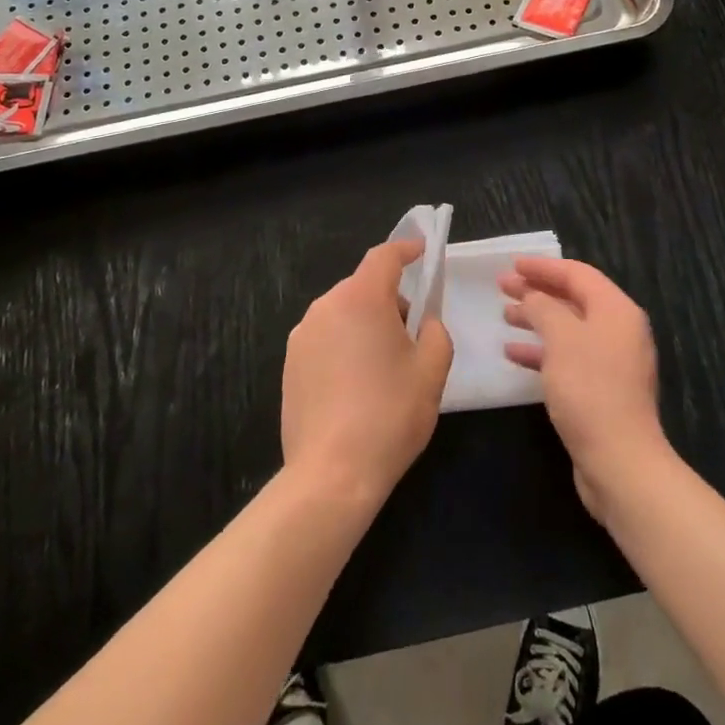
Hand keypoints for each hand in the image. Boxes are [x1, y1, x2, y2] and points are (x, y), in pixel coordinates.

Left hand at [282, 240, 453, 508]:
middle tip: (412, 333)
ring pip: (342, 314)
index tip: (421, 251)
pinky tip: (356, 387)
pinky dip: (344, 347)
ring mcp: (302, 336)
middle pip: (363, 287)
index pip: (384, 257)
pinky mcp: (289, 364)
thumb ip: (436, 332)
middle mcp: (326, 307)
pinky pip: (325, 339)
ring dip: (365, 325)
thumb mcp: (432, 370)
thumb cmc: (390, 415)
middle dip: (389, 299)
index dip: (405, 250)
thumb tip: (424, 322)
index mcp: (361, 299)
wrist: (332, 474)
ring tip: (384, 367)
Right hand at [500, 257, 670, 523]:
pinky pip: (567, 357)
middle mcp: (618, 331)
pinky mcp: (601, 390)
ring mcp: (611, 362)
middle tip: (502, 287)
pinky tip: (513, 354)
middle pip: (573, 299)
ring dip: (536, 319)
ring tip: (505, 316)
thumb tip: (534, 296)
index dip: (543, 266)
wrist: (620, 462)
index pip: (578, 274)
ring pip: (568, 328)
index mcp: (616, 310)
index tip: (512, 265)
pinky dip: (542, 351)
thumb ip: (544, 307)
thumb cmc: (589, 389)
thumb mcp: (561, 338)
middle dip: (537, 291)